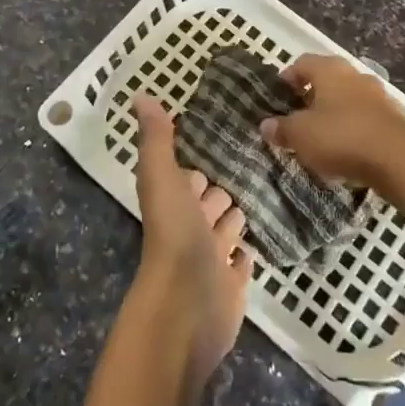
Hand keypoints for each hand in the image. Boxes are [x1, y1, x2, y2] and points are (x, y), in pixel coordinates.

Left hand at [132, 95, 252, 384]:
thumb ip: (156, 139)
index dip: (199, 165)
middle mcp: (191, 230)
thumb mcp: (162, 178)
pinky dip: (246, 254)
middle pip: (210, 204)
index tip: (223, 144)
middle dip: (223, 189)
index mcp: (175, 204)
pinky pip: (241, 265)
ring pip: (226, 232)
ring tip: (263, 195)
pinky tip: (259, 243)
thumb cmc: (174, 238)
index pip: (189, 178)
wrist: (186, 310)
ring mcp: (212, 261)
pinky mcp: (232, 287)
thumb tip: (141, 95)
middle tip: (253, 168)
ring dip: (236, 218)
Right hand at [259, 54, 404, 189]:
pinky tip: (345, 149)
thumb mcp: (301, 135)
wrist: (398, 158)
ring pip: (347, 98)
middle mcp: (354, 75)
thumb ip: (282, 128)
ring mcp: (377, 95)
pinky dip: (352, 128)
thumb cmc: (341, 136)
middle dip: (311, 96)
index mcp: (329, 70)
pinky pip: (364, 117)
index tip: (279, 95)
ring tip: (320, 136)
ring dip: (333, 112)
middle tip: (297, 116)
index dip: (288, 77)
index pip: (302, 63)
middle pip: (327, 79)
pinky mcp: (393, 118)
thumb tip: (266, 124)